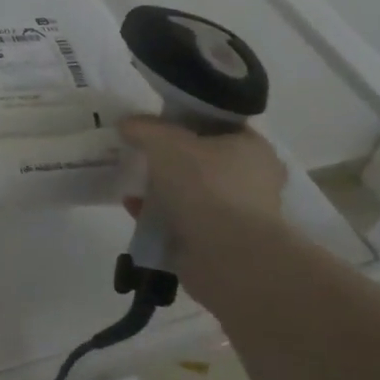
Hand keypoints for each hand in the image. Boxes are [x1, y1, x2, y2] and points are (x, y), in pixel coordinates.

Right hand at [118, 117, 286, 295]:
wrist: (229, 259)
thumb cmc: (207, 186)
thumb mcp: (165, 142)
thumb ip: (143, 128)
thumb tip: (128, 124)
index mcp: (252, 148)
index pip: (218, 124)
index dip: (186, 120)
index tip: (156, 123)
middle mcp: (251, 180)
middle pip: (203, 159)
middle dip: (170, 158)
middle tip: (141, 151)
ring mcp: (237, 215)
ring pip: (192, 192)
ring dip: (162, 189)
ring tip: (132, 180)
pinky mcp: (219, 245)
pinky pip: (182, 221)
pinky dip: (158, 215)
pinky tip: (132, 207)